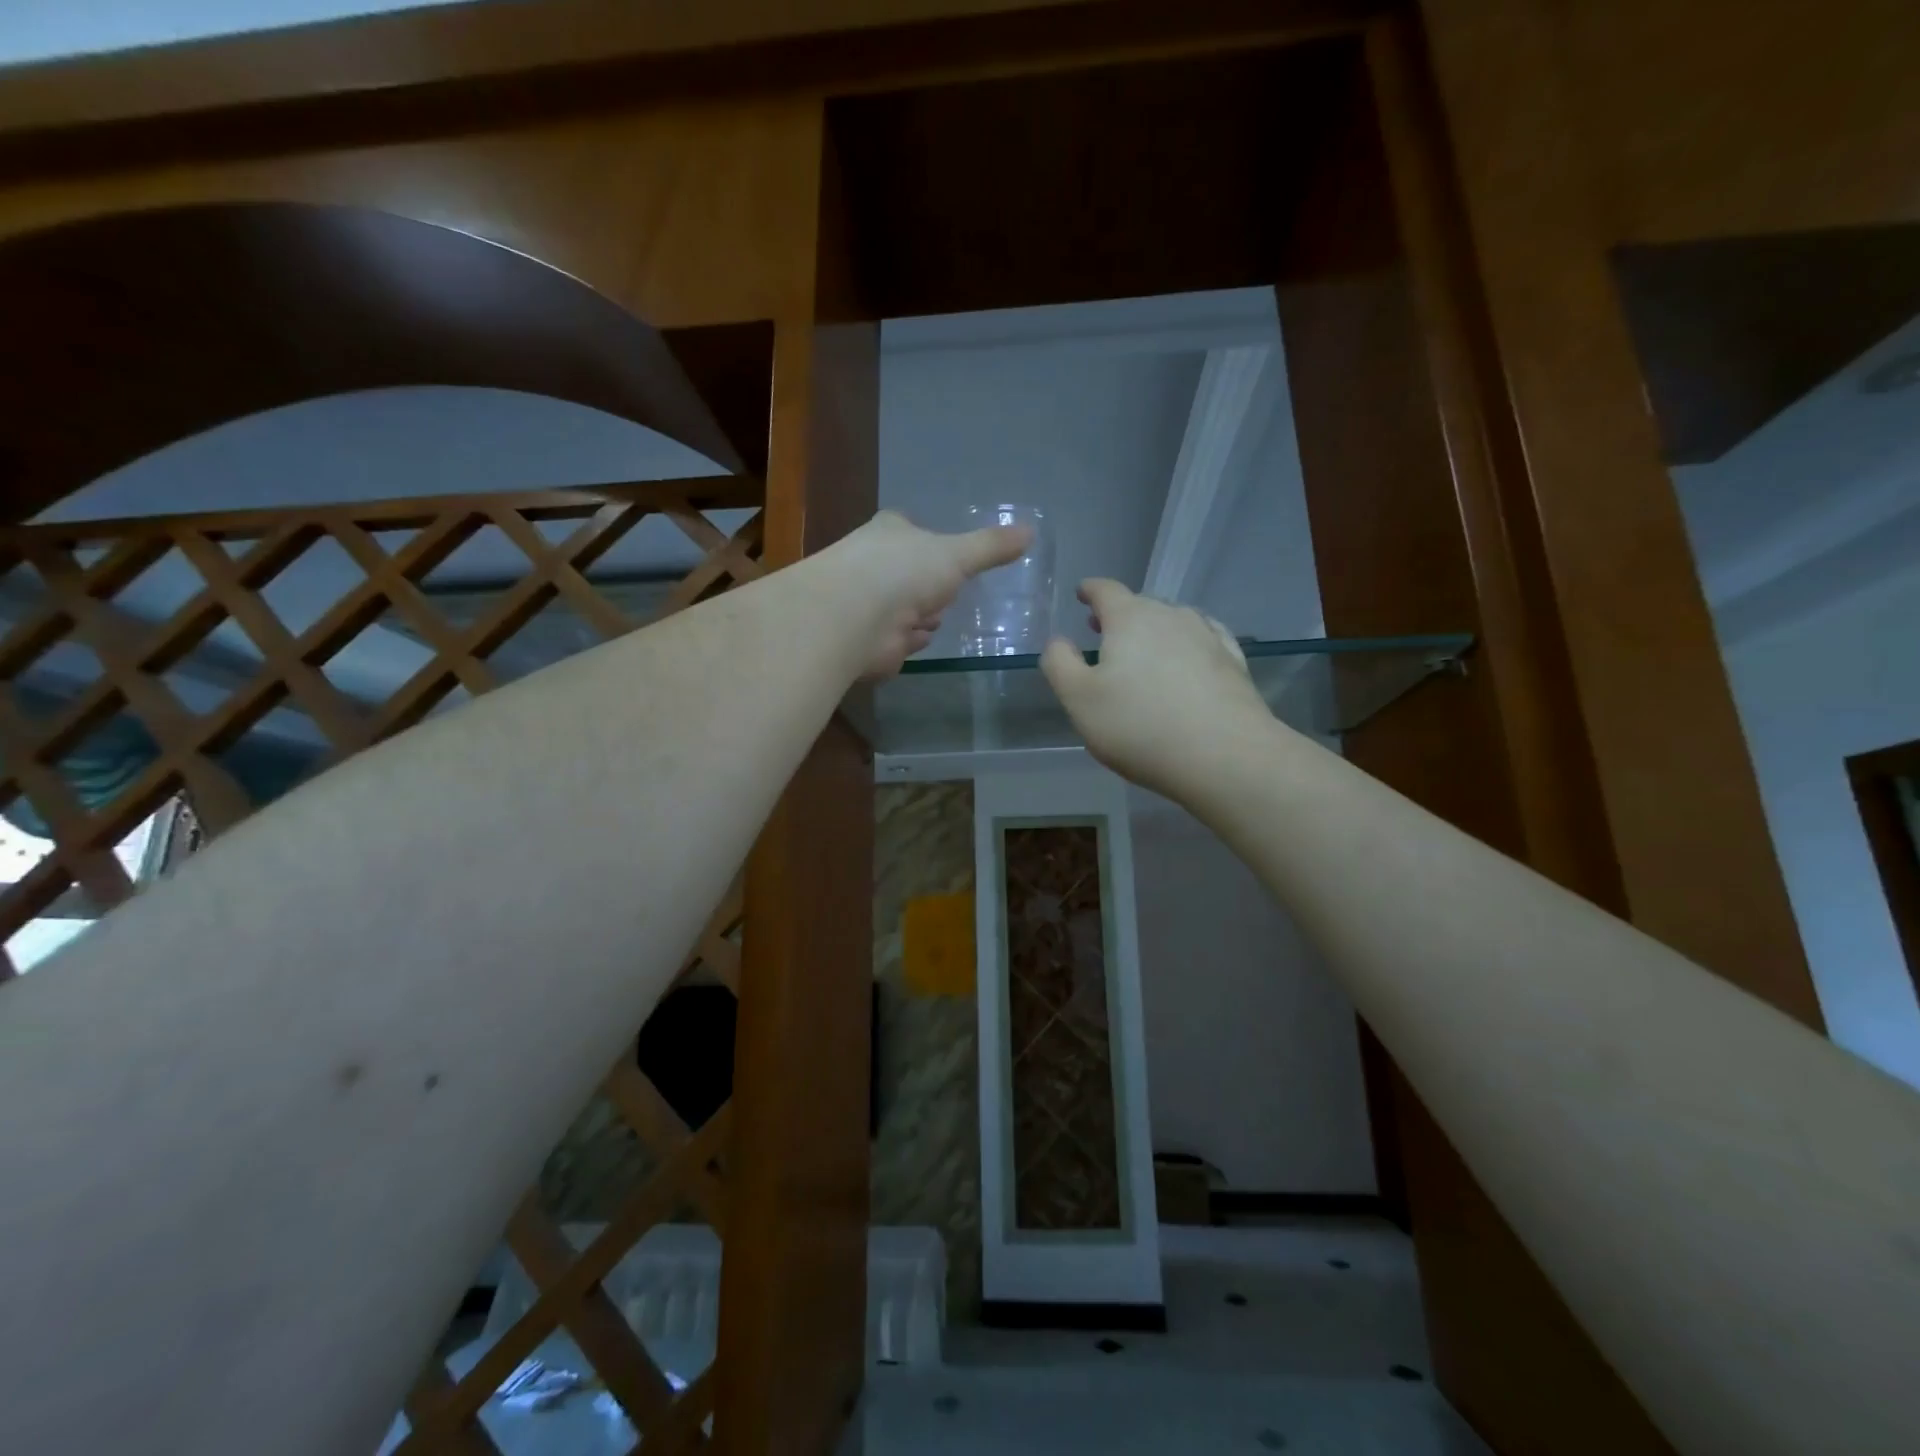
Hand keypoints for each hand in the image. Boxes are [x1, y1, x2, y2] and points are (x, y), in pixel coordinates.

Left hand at [813, 510, 1031, 678]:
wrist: (853, 618)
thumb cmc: (903, 572)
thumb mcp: (957, 555)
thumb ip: (991, 547)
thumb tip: (1031, 532)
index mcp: (891, 532)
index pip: (910, 530)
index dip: (928, 542)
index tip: (948, 553)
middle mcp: (874, 564)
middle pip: (909, 574)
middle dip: (928, 587)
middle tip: (949, 593)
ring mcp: (869, 604)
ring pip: (904, 609)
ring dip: (920, 617)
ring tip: (934, 619)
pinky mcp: (868, 640)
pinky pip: (897, 640)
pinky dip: (908, 642)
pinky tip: (916, 641)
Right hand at [1040, 579, 1272, 799]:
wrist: (1224, 756)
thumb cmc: (1139, 726)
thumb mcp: (1078, 699)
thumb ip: (1059, 663)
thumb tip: (1058, 641)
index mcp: (1130, 619)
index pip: (1105, 591)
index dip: (1090, 591)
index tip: (1082, 593)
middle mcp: (1171, 616)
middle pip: (1140, 605)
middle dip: (1120, 615)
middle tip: (1104, 632)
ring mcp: (1208, 637)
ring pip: (1174, 622)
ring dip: (1155, 631)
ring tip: (1144, 650)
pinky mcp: (1234, 663)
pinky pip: (1204, 641)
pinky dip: (1188, 645)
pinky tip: (1189, 659)